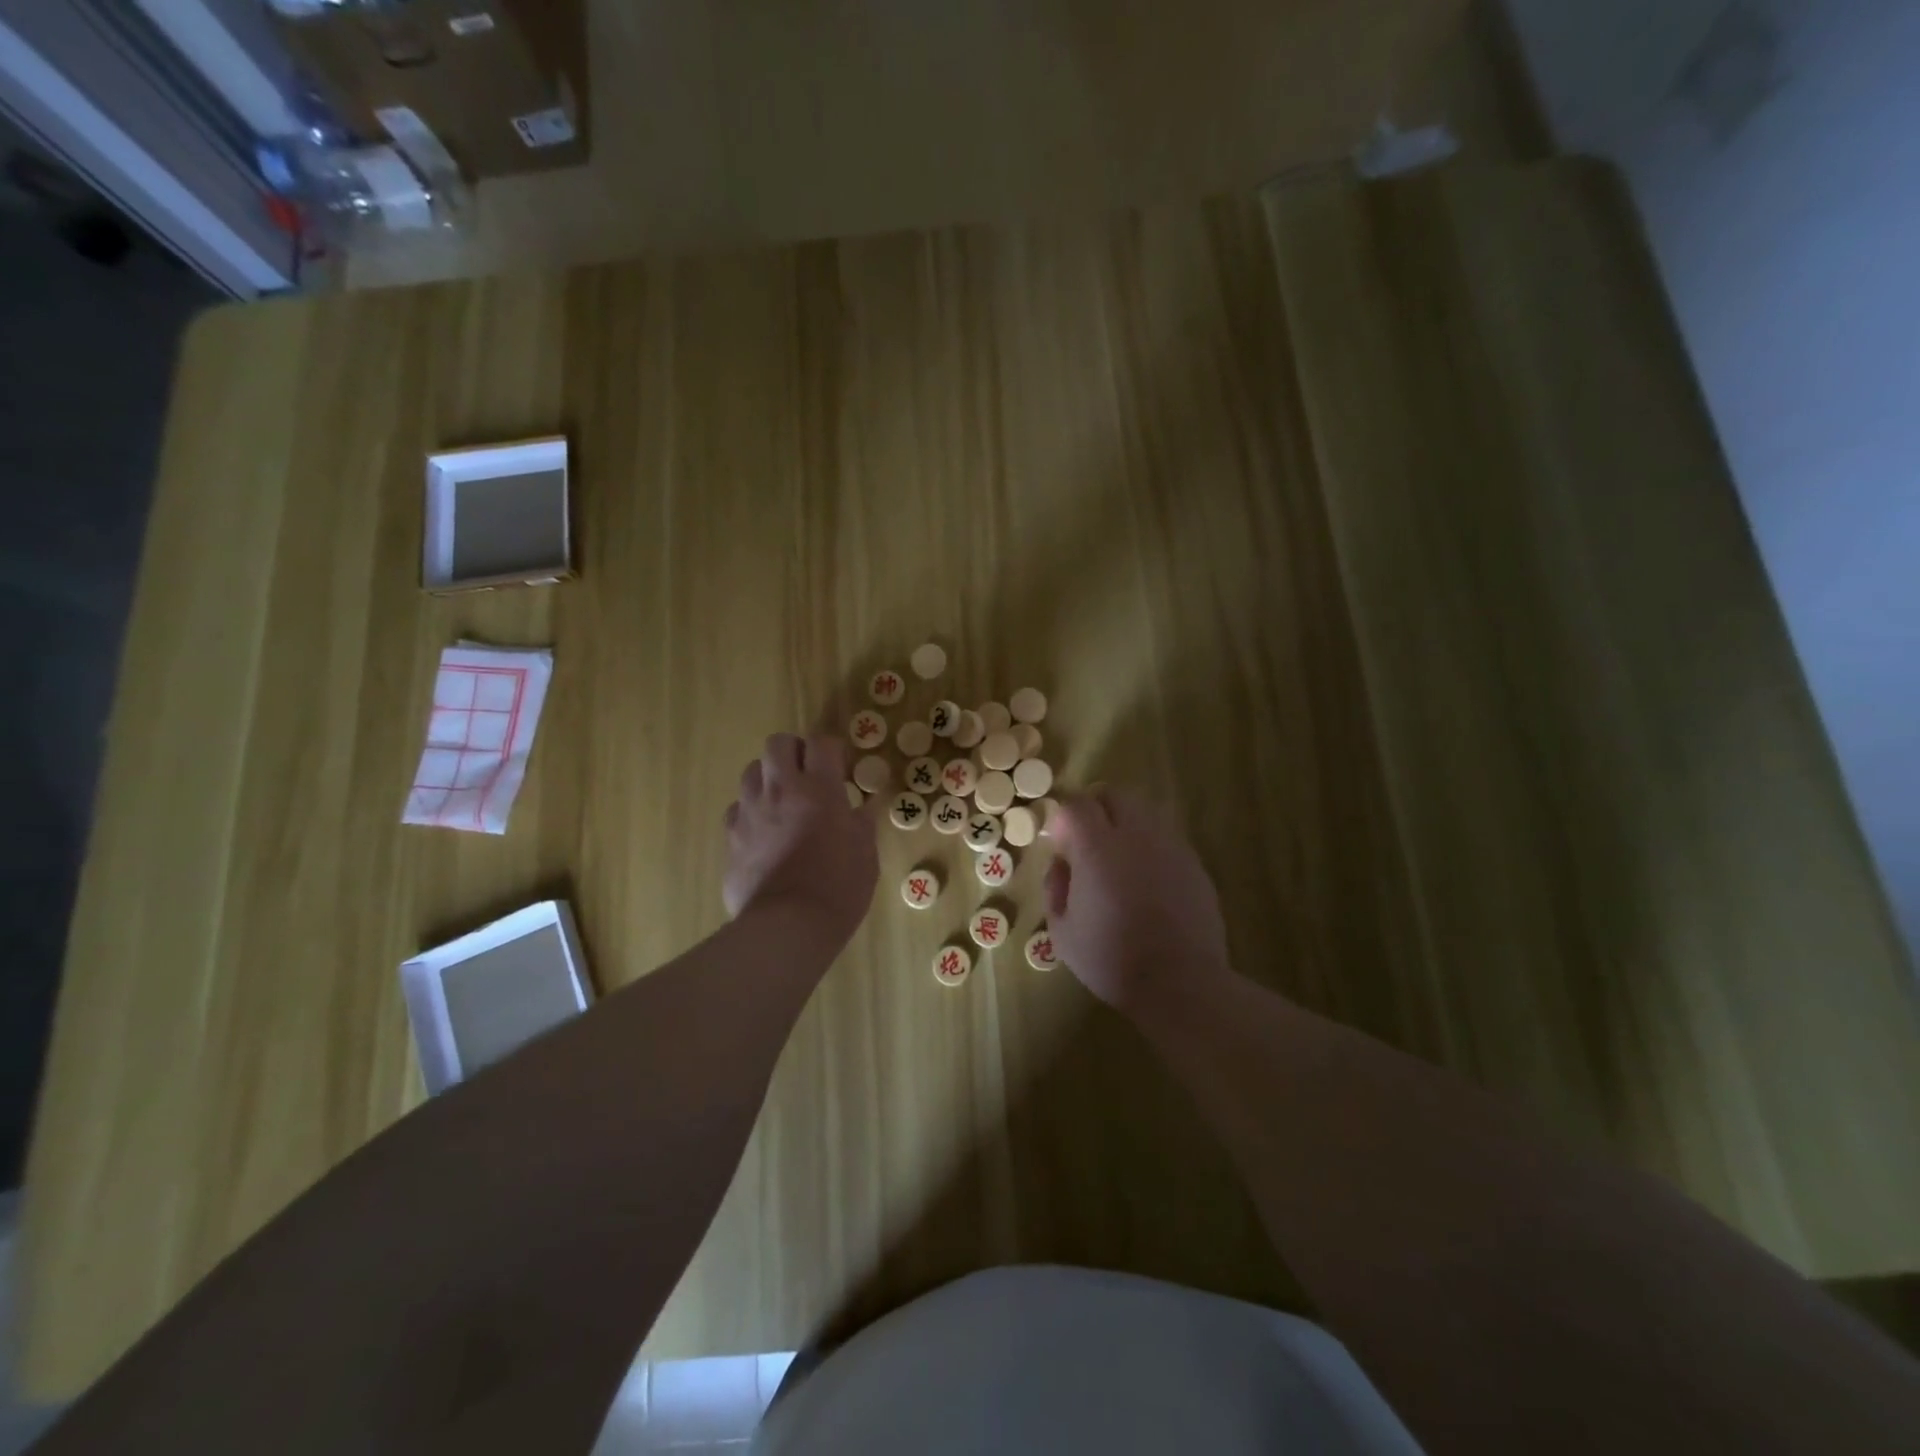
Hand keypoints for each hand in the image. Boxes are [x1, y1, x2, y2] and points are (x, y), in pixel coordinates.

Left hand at [724, 734, 878, 943]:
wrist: (787, 926)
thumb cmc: (838, 888)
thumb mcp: (865, 855)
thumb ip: (861, 824)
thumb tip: (861, 809)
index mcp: (820, 789)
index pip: (821, 743)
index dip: (832, 750)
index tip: (840, 768)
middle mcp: (781, 790)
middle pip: (777, 744)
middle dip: (794, 751)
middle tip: (808, 775)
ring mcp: (750, 811)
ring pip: (751, 771)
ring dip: (769, 778)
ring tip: (783, 801)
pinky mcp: (731, 836)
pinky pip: (737, 808)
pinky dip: (751, 812)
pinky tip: (764, 832)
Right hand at [1043, 788, 1235, 1015]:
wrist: (1180, 982)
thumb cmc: (1111, 958)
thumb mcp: (1062, 931)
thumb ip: (1055, 887)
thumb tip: (1061, 865)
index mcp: (1098, 847)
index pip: (1077, 805)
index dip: (1064, 819)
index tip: (1061, 845)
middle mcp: (1136, 835)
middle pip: (1115, 795)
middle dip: (1096, 809)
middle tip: (1088, 842)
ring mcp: (1170, 846)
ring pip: (1145, 813)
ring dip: (1126, 825)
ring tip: (1120, 861)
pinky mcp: (1194, 864)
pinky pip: (1167, 839)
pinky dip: (1151, 848)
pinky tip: (1148, 882)